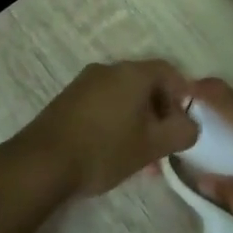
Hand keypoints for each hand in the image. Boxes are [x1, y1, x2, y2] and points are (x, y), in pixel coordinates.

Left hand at [12, 59, 196, 199]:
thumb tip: (190, 126)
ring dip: (138, 122)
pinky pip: (103, 105)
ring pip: (123, 98)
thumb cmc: (104, 149)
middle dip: (160, 114)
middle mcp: (108, 70)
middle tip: (165, 144)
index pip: (168, 71)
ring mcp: (84, 84)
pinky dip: (117, 123)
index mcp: (132, 73)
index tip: (184, 124)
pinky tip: (115, 153)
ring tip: (143, 158)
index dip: (182, 96)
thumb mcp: (152, 145)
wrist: (42, 162)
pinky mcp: (67, 101)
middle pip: (145, 84)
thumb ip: (181, 132)